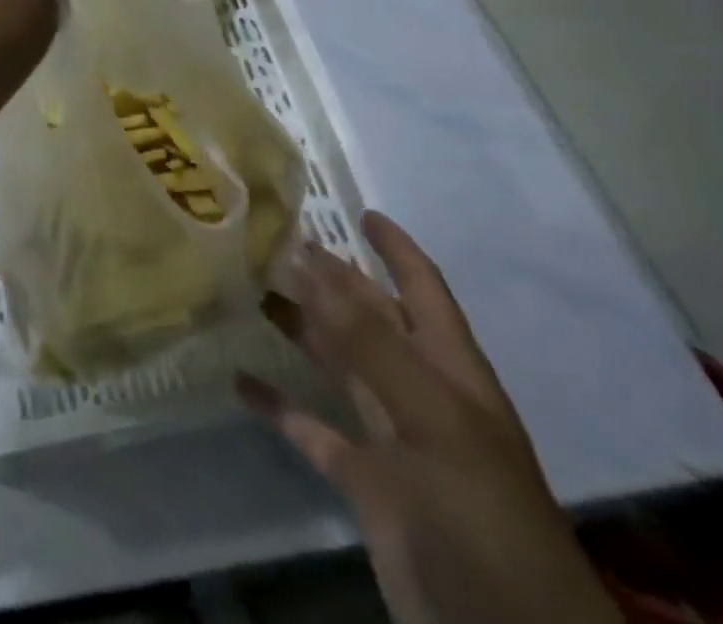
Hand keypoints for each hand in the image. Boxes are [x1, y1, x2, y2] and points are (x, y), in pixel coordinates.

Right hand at [241, 214, 621, 623]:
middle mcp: (419, 392)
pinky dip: (280, 405)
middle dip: (331, 280)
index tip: (359, 211)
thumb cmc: (481, 511)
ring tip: (251, 292)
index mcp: (449, 369)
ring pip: (338, 366)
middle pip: (369, 319)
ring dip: (301, 330)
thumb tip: (313, 266)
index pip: (422, 287)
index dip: (396, 248)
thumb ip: (371, 342)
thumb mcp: (433, 418)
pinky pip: (314, 430)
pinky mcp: (364, 483)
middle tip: (278, 243)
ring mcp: (391, 439)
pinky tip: (242, 382)